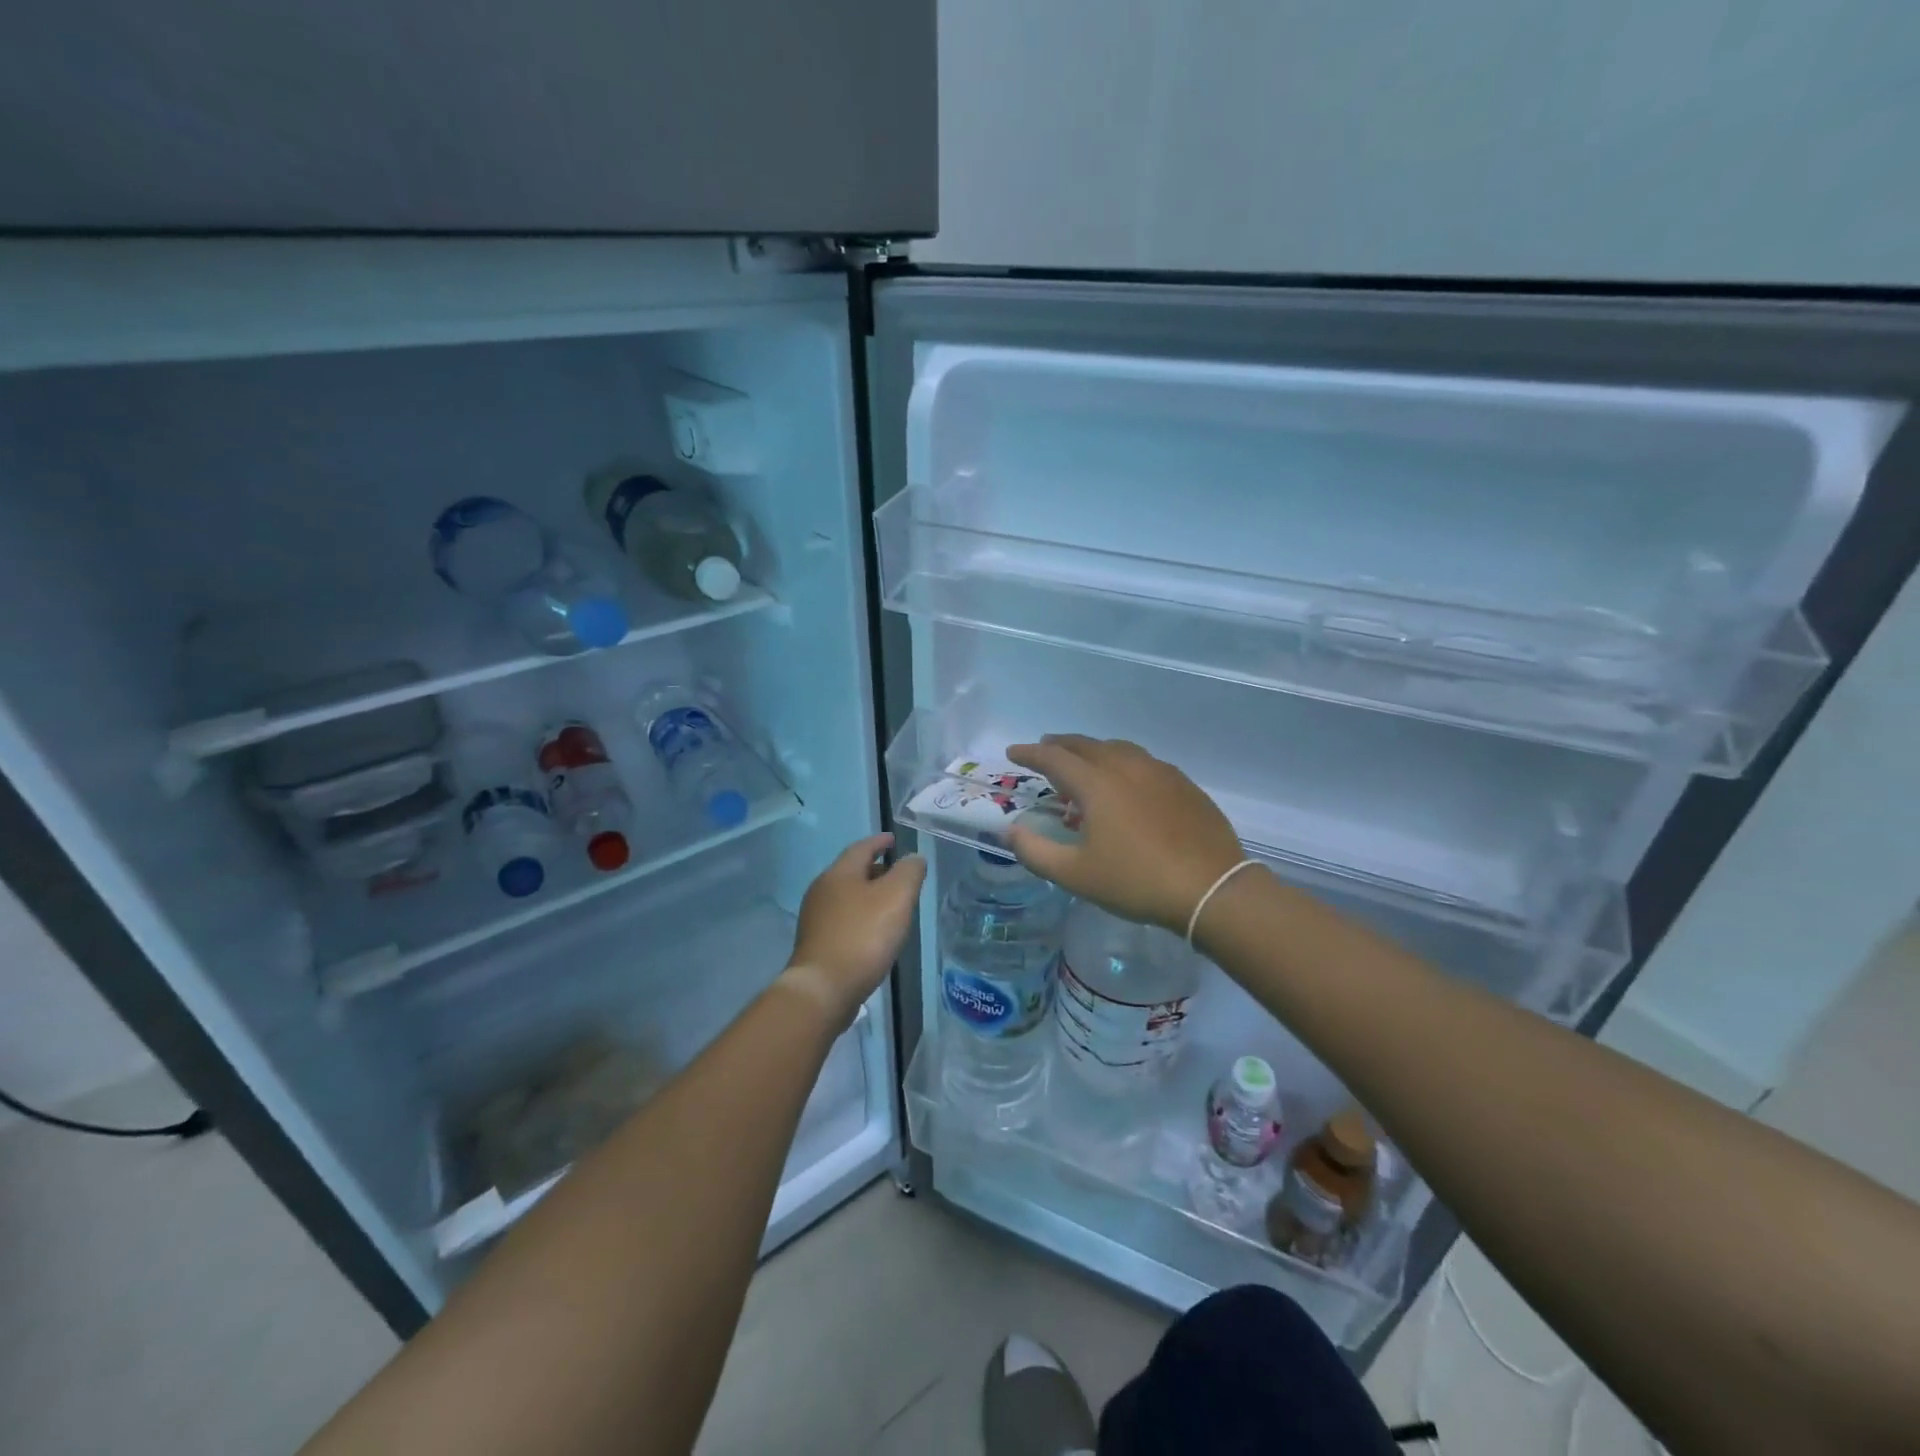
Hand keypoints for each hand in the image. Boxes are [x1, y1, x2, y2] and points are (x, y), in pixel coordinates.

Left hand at [784, 833, 926, 1027]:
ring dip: (868, 895)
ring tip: (890, 904)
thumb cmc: (863, 936)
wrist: (823, 989)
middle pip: (852, 872)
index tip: (894, 840)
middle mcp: (822, 890)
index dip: (880, 842)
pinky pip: (842, 920)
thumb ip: (909, 873)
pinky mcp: (816, 944)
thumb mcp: (896, 898)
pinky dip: (860, 917)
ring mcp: (815, 919)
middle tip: (898, 874)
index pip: (862, 847)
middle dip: (875, 870)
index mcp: (839, 873)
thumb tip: (913, 858)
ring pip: (846, 897)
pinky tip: (873, 932)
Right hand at [1006, 736, 1244, 933]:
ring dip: (1093, 750)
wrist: (1211, 889)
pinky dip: (1122, 762)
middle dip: (1060, 745)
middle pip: (1086, 745)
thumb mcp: (1076, 875)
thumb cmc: (1137, 881)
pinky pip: (1143, 761)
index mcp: (1097, 784)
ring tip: (1083, 763)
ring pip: (1117, 748)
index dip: (1030, 753)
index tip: (1013, 752)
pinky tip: (1126, 781)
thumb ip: (1035, 851)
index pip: (1054, 758)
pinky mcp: (1184, 784)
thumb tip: (1009, 831)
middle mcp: (1126, 767)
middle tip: (1044, 749)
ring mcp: (1159, 772)